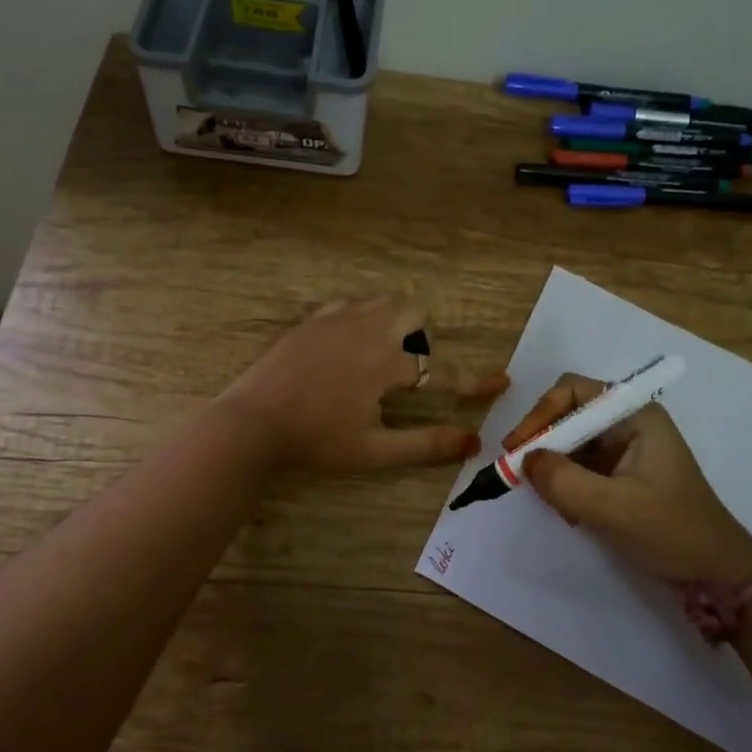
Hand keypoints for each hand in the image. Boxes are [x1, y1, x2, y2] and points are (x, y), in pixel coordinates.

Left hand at [220, 297, 507, 472]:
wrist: (252, 421)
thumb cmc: (315, 440)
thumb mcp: (374, 450)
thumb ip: (425, 445)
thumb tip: (472, 442)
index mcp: (386, 363)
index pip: (442, 371)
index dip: (474, 381)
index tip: (500, 383)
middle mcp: (367, 329)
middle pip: (413, 312)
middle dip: (423, 336)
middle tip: (406, 371)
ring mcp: (336, 318)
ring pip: (381, 300)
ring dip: (393, 321)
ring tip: (377, 356)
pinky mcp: (311, 318)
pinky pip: (349, 304)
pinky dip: (361, 318)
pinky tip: (346, 346)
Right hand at [505, 373, 751, 590]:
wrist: (719, 576)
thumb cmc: (672, 533)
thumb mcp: (613, 508)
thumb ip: (563, 481)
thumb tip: (524, 461)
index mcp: (636, 416)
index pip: (572, 391)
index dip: (540, 414)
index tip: (517, 448)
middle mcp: (629, 424)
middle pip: (568, 415)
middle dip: (543, 443)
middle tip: (519, 474)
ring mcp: (626, 450)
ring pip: (571, 443)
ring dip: (553, 468)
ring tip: (547, 499)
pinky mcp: (622, 476)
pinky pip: (580, 467)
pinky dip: (566, 485)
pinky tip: (567, 512)